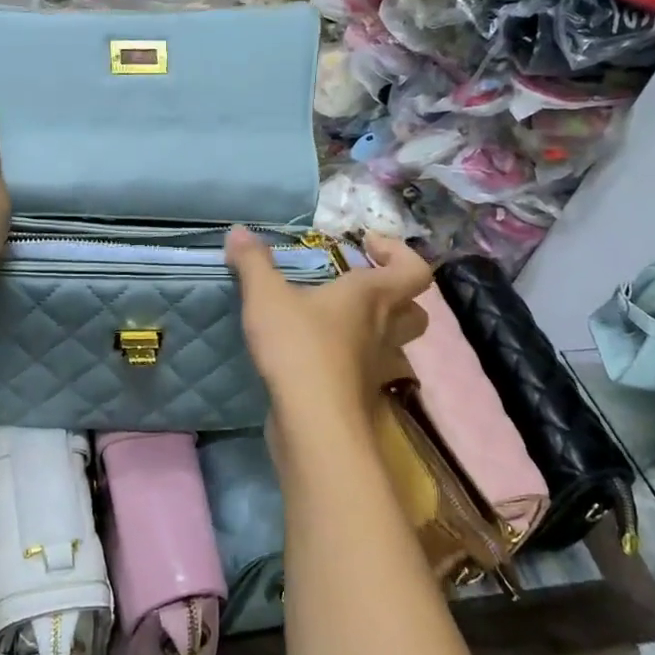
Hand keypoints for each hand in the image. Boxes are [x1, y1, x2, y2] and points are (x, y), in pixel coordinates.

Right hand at [226, 228, 431, 417]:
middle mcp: (383, 330)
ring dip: (377, 332)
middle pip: (415, 312)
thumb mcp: (266, 296)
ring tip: (338, 324)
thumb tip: (239, 232)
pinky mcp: (360, 397)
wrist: (313, 422)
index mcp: (371, 296)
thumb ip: (253, 263)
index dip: (400, 253)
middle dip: (397, 297)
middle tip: (361, 289)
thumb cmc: (299, 347)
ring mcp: (376, 368)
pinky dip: (352, 363)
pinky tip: (319, 358)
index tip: (368, 246)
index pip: (414, 270)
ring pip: (395, 346)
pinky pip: (367, 372)